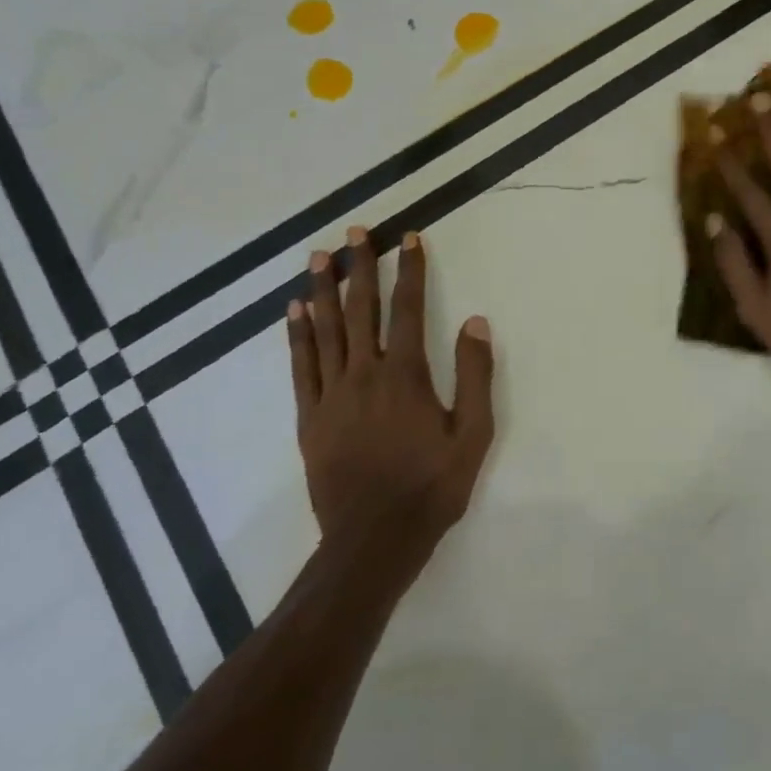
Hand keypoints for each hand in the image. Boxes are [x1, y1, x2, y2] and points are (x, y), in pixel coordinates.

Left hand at [286, 227, 494, 578]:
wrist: (374, 539)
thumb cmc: (432, 486)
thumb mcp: (473, 434)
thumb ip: (475, 375)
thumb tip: (475, 322)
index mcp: (406, 375)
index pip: (408, 309)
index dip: (410, 270)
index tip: (408, 238)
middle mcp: (365, 374)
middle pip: (361, 310)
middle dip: (359, 267)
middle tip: (354, 232)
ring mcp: (331, 395)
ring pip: (326, 330)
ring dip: (323, 290)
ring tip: (318, 257)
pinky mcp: (310, 418)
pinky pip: (301, 367)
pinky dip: (298, 336)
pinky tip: (295, 312)